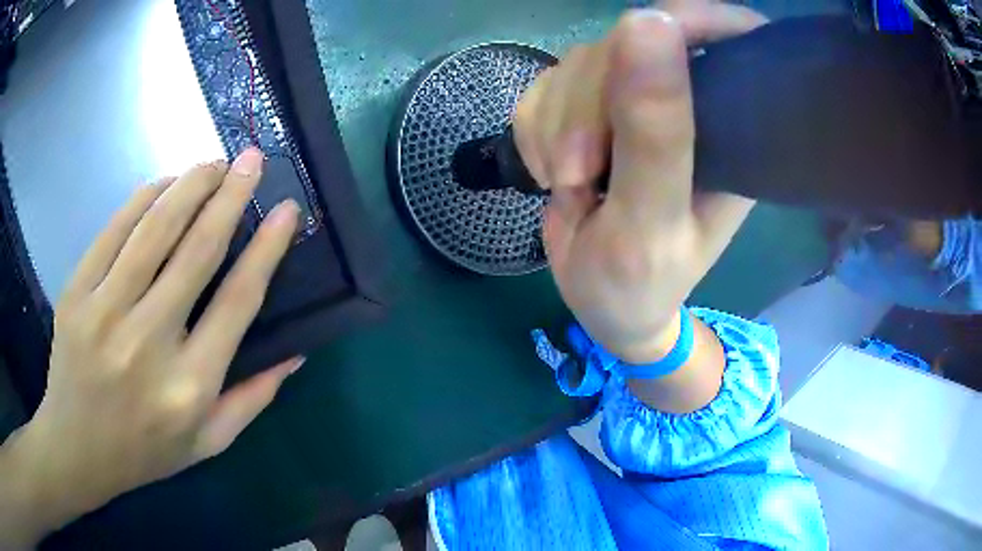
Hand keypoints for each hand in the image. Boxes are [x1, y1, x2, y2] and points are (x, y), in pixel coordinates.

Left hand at [1, 149, 300, 546]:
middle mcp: (147, 344)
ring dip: (189, 185)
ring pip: (154, 229)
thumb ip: (252, 399)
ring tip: (213, 163)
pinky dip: (143, 199)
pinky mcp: (75, 294)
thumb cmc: (145, 450)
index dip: (266, 249)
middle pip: (196, 251)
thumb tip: (297, 353)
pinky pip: (114, 230)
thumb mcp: (207, 442)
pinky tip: (163, 185)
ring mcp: (104, 313)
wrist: (77, 447)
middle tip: (252, 160)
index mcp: (189, 387)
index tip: (287, 211)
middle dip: (230, 196)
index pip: (237, 302)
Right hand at [514, 1, 765, 362]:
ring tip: (570, 186)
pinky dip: (533, 131)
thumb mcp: (652, 219)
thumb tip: (648, 19)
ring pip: (577, 63)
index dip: (691, 19)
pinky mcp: (589, 110)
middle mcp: (689, 103)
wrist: (603, 306)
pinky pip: (544, 87)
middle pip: (627, 43)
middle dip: (586, 104)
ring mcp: (634, 102)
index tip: (642, 40)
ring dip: (554, 125)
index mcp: (732, 128)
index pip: (729, 36)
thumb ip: (654, 130)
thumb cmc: (641, 283)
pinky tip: (551, 174)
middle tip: (579, 173)